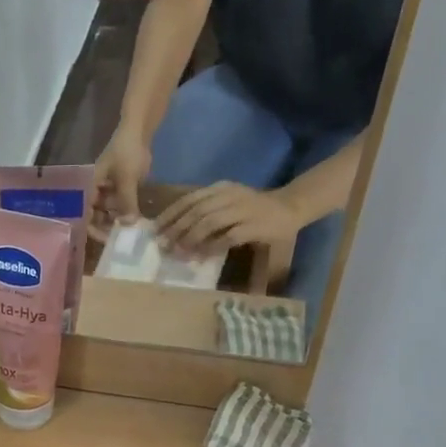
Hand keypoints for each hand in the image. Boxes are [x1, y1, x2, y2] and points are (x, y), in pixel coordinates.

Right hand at [93, 129, 152, 233]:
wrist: (138, 132)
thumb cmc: (126, 153)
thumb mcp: (126, 179)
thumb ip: (126, 203)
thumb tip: (128, 226)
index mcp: (90, 187)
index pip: (85, 214)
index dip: (93, 228)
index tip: (106, 240)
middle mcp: (96, 192)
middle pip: (97, 216)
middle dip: (107, 228)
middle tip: (121, 241)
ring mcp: (109, 191)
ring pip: (110, 213)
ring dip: (118, 223)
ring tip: (130, 235)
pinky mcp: (121, 190)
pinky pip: (121, 206)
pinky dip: (127, 214)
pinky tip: (136, 224)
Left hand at [155, 181, 301, 256]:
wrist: (290, 208)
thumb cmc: (254, 210)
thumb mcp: (227, 204)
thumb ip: (206, 212)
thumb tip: (175, 232)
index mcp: (221, 188)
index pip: (190, 199)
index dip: (170, 214)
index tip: (155, 229)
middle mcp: (230, 196)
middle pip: (196, 211)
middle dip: (177, 229)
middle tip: (163, 246)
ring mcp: (243, 210)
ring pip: (210, 222)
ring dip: (191, 239)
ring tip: (178, 253)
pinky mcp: (254, 226)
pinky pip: (229, 236)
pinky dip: (213, 247)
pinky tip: (202, 257)